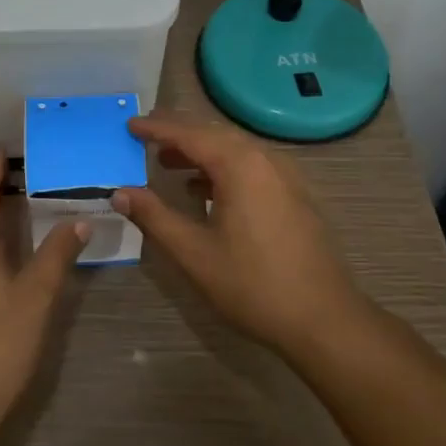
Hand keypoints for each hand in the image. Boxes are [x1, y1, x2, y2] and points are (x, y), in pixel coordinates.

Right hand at [114, 114, 373, 358]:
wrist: (325, 320)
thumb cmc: (254, 285)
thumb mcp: (194, 253)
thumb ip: (154, 216)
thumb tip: (119, 192)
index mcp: (239, 165)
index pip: (189, 134)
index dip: (156, 128)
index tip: (129, 125)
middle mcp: (265, 159)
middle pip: (213, 134)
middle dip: (178, 134)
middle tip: (145, 138)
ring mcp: (285, 176)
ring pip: (234, 149)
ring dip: (200, 151)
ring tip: (168, 163)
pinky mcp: (295, 195)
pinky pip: (251, 165)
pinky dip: (223, 167)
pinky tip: (206, 190)